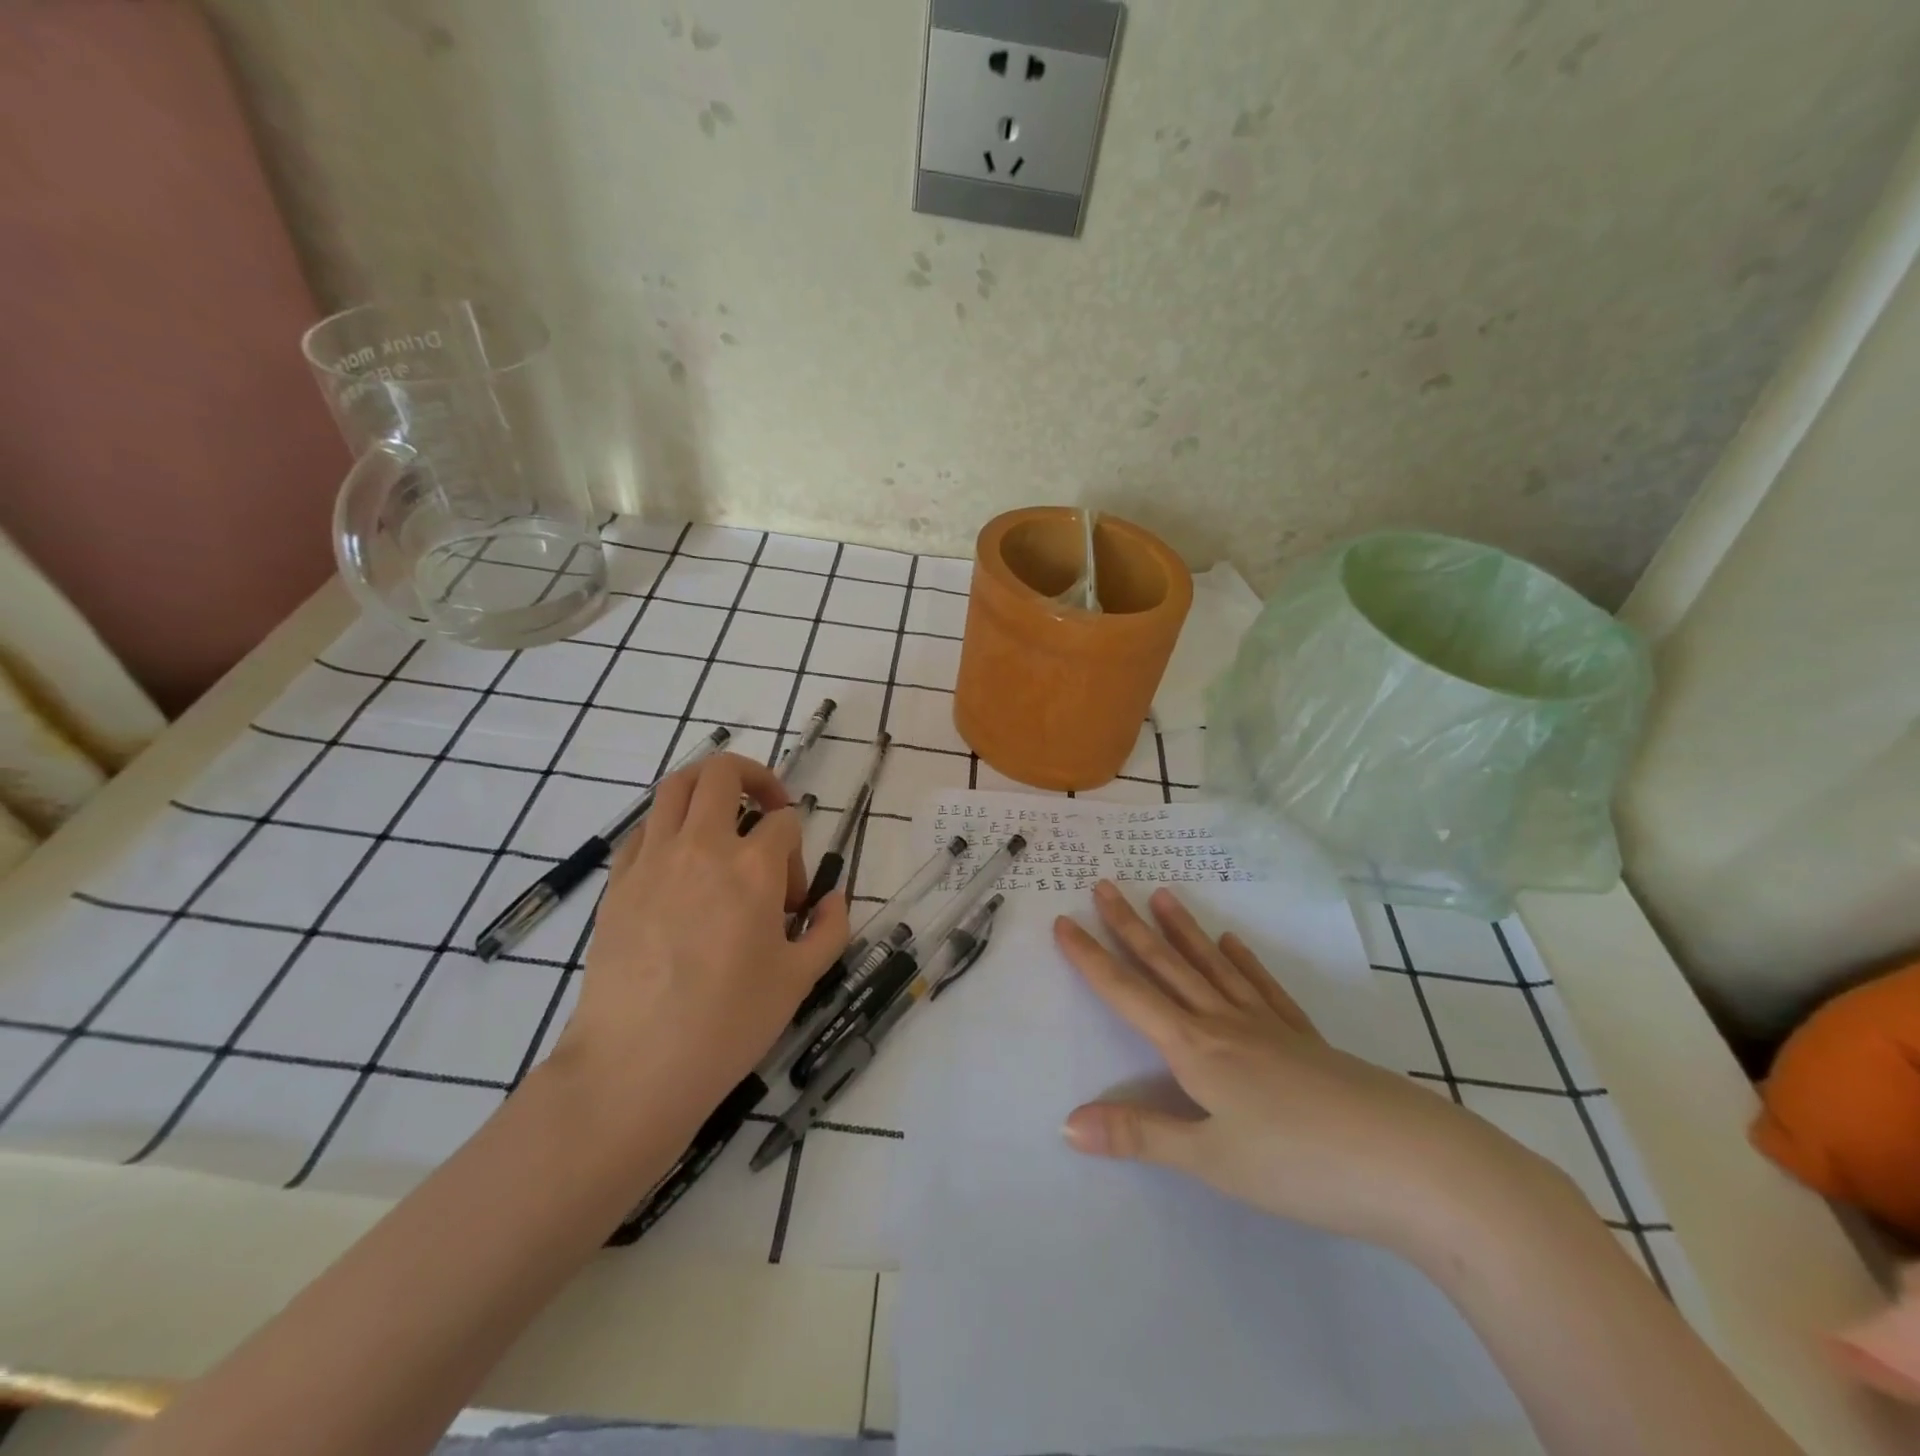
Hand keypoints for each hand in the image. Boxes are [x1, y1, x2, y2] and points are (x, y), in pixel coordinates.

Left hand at [548, 752, 850, 1152]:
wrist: (635, 1064)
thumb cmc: (729, 1022)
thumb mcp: (800, 979)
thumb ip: (830, 928)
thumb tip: (833, 898)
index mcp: (754, 867)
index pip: (785, 823)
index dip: (798, 852)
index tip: (793, 899)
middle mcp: (702, 846)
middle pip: (722, 773)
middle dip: (755, 778)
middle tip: (767, 808)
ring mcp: (653, 859)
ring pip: (675, 786)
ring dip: (705, 787)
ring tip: (722, 816)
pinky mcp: (618, 881)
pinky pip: (644, 828)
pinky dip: (668, 827)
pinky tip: (679, 864)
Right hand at [1054, 880, 1562, 1257]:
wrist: (1412, 1163)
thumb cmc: (1300, 1165)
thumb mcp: (1211, 1160)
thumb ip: (1141, 1135)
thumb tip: (1068, 1123)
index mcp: (1196, 1049)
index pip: (1128, 995)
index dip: (1091, 959)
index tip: (1064, 921)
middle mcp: (1225, 1024)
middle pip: (1167, 966)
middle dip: (1129, 927)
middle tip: (1104, 885)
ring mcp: (1269, 1026)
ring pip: (1212, 967)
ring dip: (1181, 932)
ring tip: (1160, 896)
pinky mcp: (1305, 1039)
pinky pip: (1263, 989)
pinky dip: (1243, 963)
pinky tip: (1233, 945)